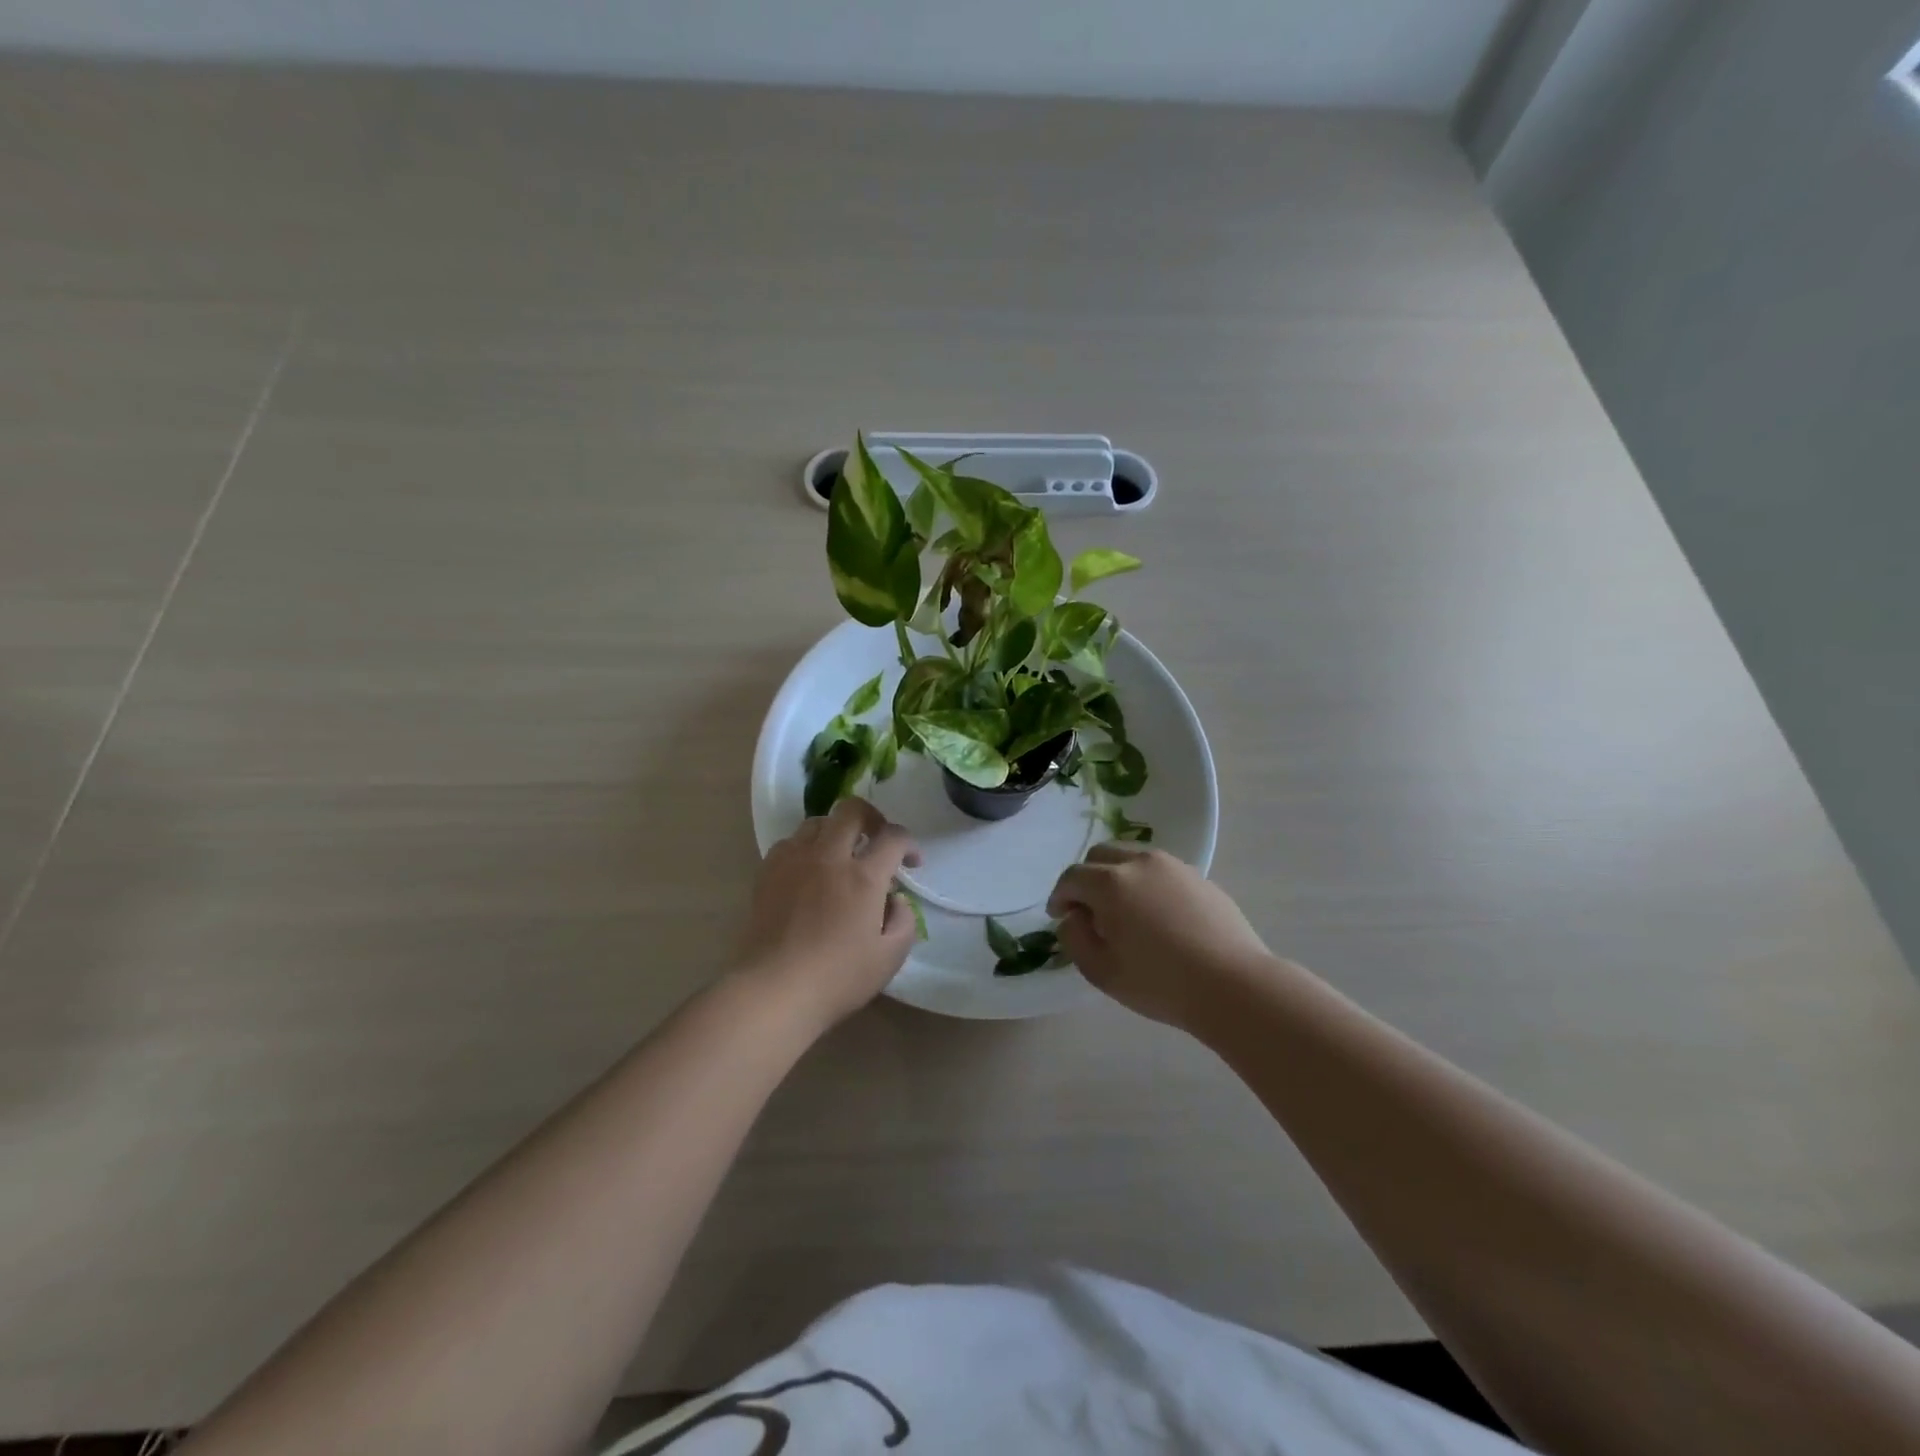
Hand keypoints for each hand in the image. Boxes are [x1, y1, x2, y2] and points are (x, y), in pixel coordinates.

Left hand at [737, 797, 921, 1029]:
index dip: (908, 844)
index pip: (893, 837)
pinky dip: (805, 848)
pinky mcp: (768, 872)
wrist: (774, 989)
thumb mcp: (890, 957)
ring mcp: (794, 861)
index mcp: (863, 876)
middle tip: (877, 840)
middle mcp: (829, 857)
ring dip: (836, 831)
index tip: (911, 863)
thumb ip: (904, 920)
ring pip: (818, 822)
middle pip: (852, 811)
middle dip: (872, 818)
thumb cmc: (837, 978)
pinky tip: (809, 871)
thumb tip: (894, 899)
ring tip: (841, 854)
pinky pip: (789, 842)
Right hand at [1048, 844, 1272, 1030]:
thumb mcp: (1102, 971)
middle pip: (1100, 856)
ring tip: (1124, 912)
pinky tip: (1157, 917)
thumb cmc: (1160, 982)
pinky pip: (1161, 872)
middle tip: (1088, 911)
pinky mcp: (1199, 877)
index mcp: (1110, 883)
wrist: (1233, 985)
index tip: (1059, 917)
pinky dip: (1147, 885)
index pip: (1072, 877)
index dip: (1060, 896)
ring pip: (1132, 859)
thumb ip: (1075, 938)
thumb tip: (1074, 917)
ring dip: (1117, 878)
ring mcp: (1174, 867)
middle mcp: (1139, 863)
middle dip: (1086, 879)